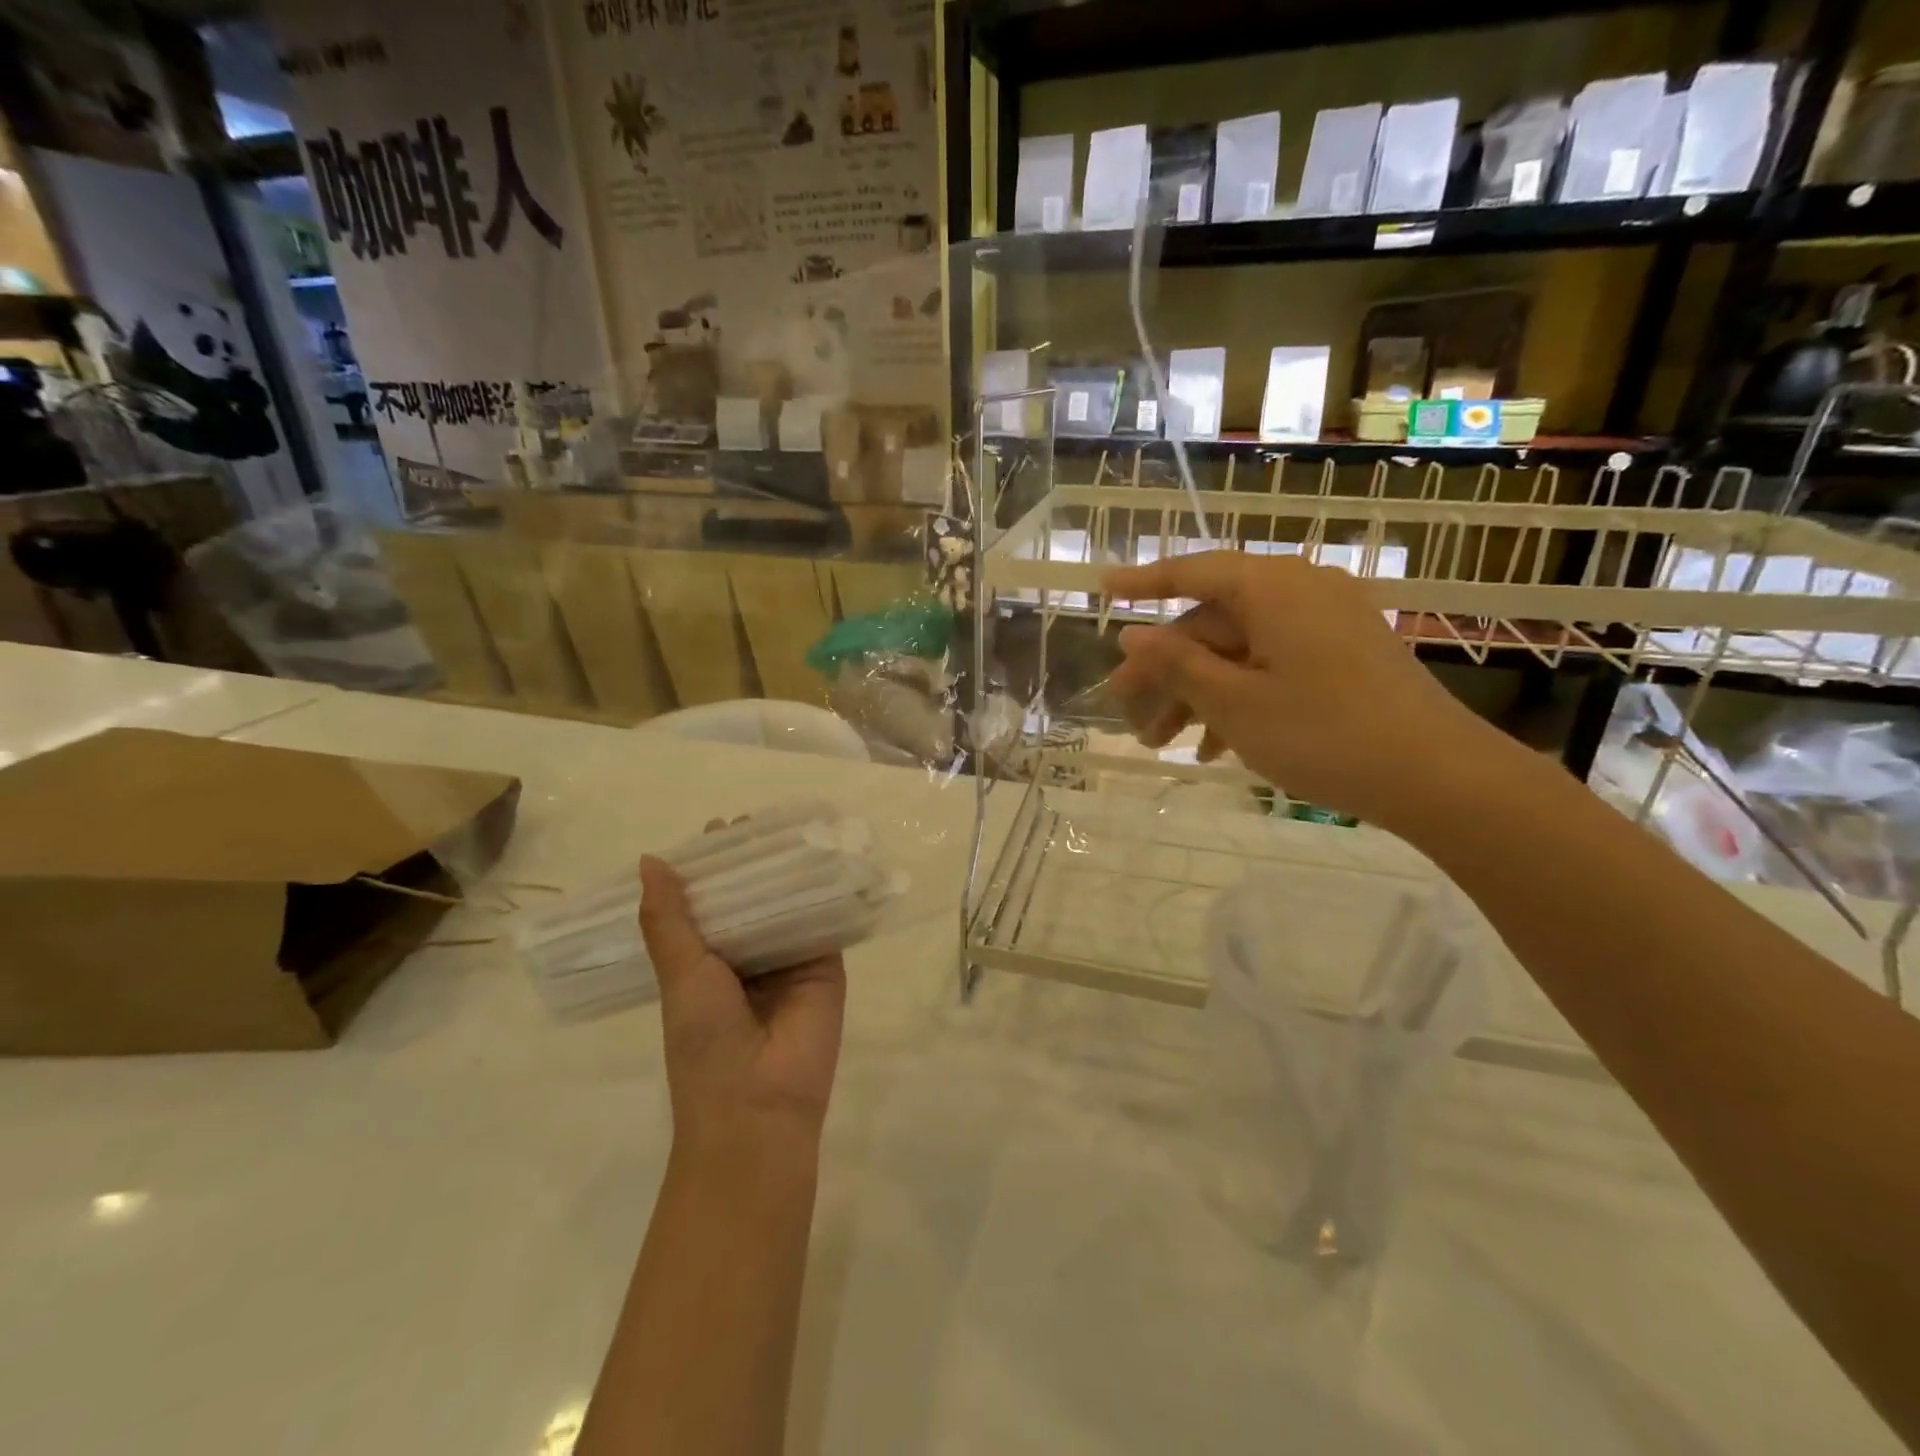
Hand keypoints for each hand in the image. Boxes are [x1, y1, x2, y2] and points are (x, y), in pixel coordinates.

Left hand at [638, 846, 845, 1158]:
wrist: (759, 1106)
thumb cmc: (706, 1042)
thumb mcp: (680, 976)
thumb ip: (669, 919)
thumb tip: (651, 860)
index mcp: (708, 961)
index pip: (711, 903)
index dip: (712, 868)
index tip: (717, 829)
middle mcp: (749, 955)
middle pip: (753, 897)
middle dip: (754, 862)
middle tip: (756, 819)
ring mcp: (790, 958)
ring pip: (789, 903)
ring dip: (789, 871)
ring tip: (792, 825)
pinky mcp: (826, 964)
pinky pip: (825, 920)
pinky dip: (825, 891)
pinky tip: (828, 855)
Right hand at [1103, 552, 1507, 831]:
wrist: (1437, 777)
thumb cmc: (1323, 733)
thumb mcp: (1234, 702)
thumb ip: (1177, 664)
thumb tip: (1132, 635)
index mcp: (1272, 589)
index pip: (1193, 572)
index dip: (1143, 582)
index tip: (1102, 589)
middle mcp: (1300, 593)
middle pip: (1213, 622)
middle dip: (1167, 671)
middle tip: (1128, 714)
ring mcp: (1326, 625)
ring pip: (1239, 650)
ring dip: (1197, 694)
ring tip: (1164, 744)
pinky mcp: (1343, 657)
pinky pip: (1273, 665)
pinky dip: (1239, 698)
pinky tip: (1214, 748)